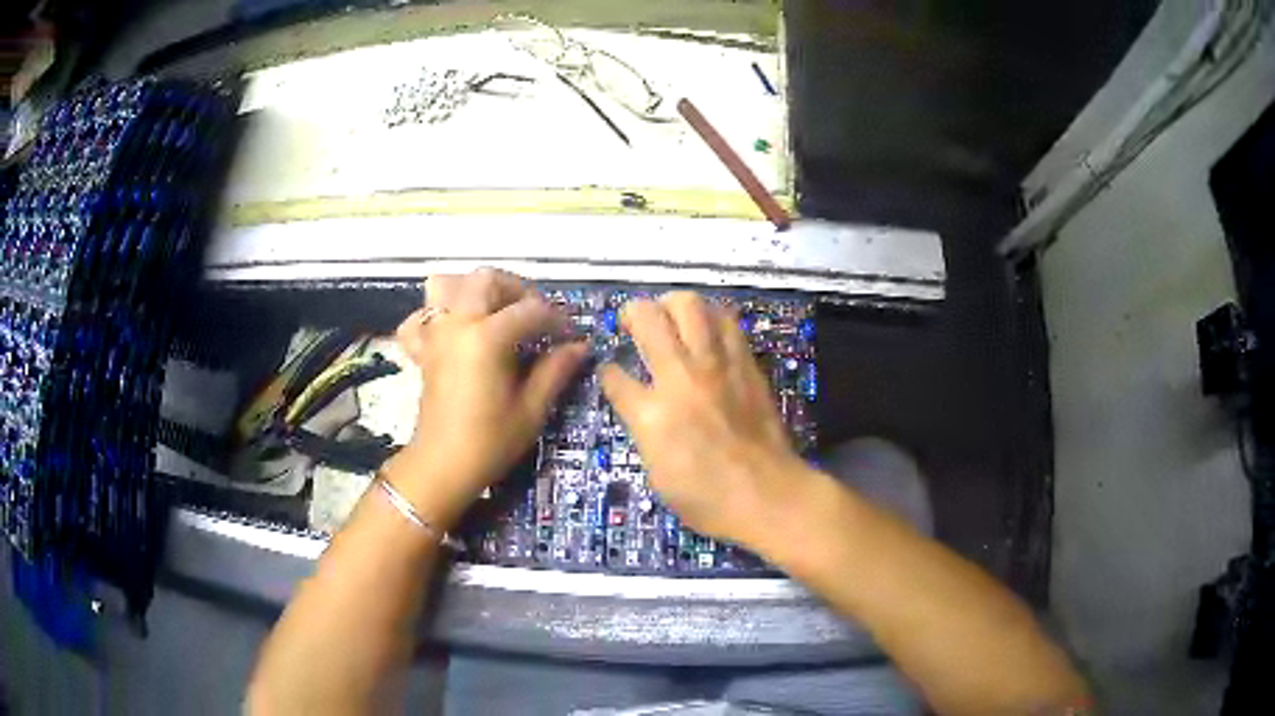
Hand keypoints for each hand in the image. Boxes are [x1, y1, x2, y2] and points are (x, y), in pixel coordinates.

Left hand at [390, 268, 585, 526]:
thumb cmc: (490, 442)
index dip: (556, 319)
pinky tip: (454, 329)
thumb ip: (555, 370)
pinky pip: (421, 317)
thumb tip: (580, 347)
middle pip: (486, 279)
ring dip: (474, 290)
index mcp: (487, 337)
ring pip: (447, 285)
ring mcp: (435, 334)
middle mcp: (458, 324)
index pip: (530, 310)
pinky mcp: (422, 350)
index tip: (571, 336)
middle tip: (536, 315)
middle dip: (517, 289)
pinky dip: (435, 314)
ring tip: (495, 311)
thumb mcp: (532, 409)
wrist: (442, 466)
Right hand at [600, 292, 814, 545]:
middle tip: (635, 323)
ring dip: (672, 304)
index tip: (610, 371)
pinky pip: (727, 322)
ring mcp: (717, 366)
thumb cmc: (707, 498)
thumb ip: (642, 429)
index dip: (607, 372)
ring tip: (671, 318)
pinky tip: (707, 330)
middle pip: (649, 317)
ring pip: (690, 305)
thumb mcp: (656, 473)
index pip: (615, 376)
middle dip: (633, 312)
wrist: (767, 494)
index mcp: (652, 414)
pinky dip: (711, 317)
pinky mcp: (746, 364)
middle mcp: (681, 378)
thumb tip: (638, 404)